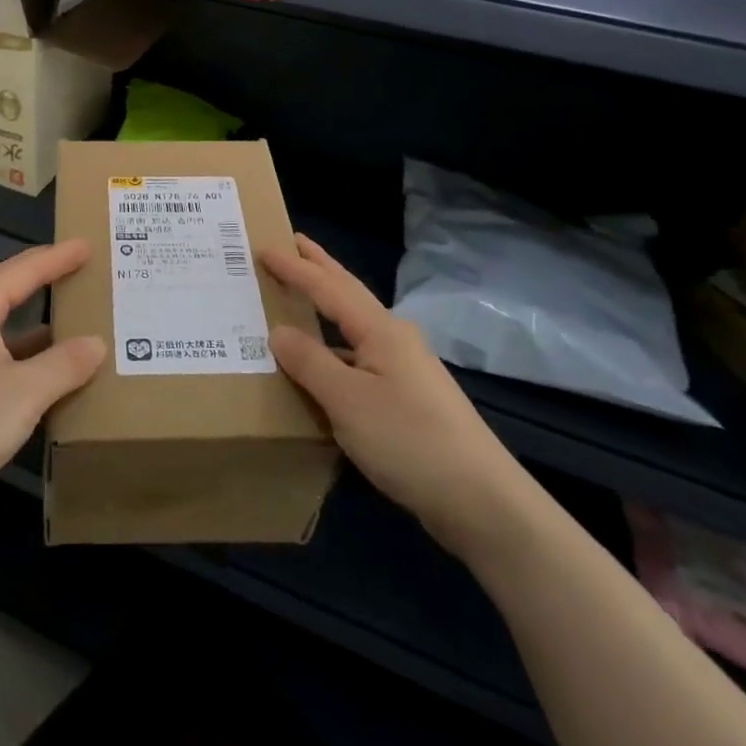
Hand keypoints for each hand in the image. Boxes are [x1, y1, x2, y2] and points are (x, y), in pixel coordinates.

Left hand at [0, 241, 105, 538]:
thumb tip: (97, 343)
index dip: (54, 259)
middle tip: (80, 274)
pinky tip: (48, 383)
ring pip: (2, 336)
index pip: (19, 272)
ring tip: (75, 327)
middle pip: (6, 296)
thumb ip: (64, 365)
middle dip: (43, 285)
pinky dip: (25, 366)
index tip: (86, 246)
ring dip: (37, 332)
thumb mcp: (23, 392)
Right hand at [262, 234, 538, 564]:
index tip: (263, 247)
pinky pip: (360, 357)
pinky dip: (335, 347)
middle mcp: (394, 339)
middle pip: (349, 293)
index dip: (294, 267)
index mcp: (379, 329)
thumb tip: (277, 331)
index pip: (327, 287)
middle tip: (293, 243)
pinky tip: (324, 364)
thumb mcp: (347, 401)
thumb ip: (309, 362)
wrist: (482, 501)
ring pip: (355, 326)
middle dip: (320, 267)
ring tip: (301, 297)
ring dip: (327, 306)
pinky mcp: (408, 399)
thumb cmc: (409, 440)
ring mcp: (405, 369)